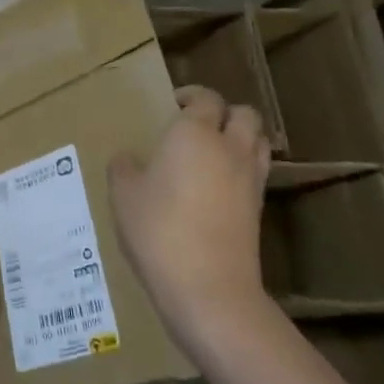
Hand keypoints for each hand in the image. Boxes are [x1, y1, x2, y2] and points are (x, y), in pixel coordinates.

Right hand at [108, 85, 272, 343]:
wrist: (208, 288)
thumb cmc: (158, 230)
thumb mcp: (123, 194)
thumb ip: (125, 168)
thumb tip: (130, 160)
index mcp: (194, 133)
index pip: (205, 98)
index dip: (191, 96)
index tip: (172, 104)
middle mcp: (229, 148)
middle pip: (244, 114)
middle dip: (224, 112)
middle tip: (196, 125)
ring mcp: (250, 180)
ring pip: (258, 141)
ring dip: (240, 138)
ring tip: (213, 151)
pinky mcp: (259, 210)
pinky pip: (257, 172)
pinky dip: (243, 168)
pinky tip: (217, 185)